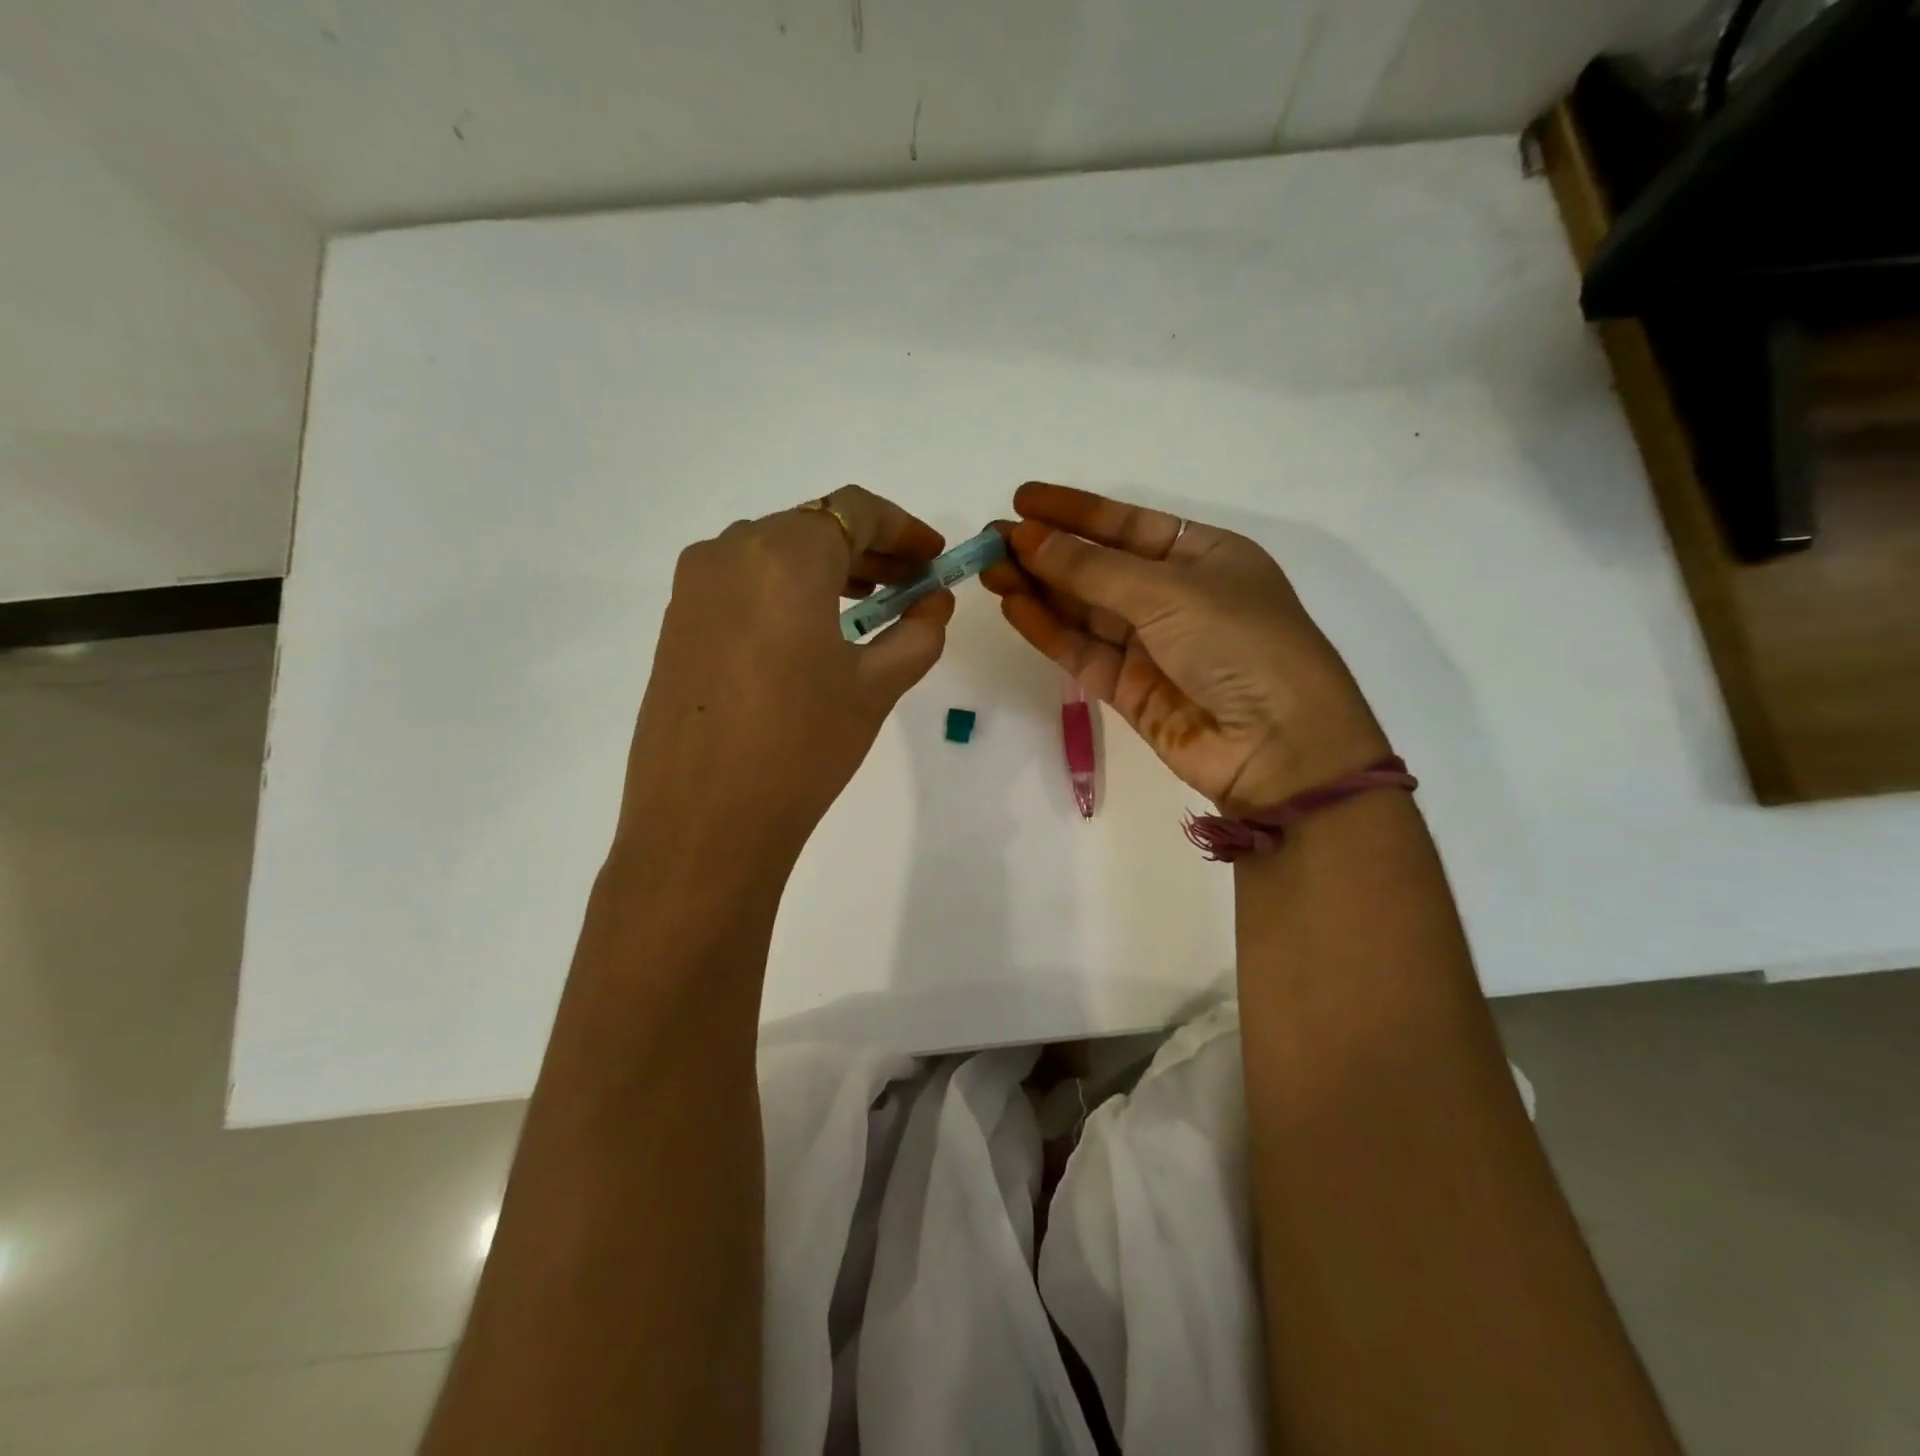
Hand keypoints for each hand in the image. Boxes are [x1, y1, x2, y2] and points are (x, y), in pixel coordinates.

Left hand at [617, 486, 952, 860]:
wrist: (703, 820)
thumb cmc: (802, 746)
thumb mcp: (875, 687)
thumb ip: (916, 632)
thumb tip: (934, 602)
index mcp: (783, 554)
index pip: (854, 511)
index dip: (904, 528)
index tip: (934, 557)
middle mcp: (729, 551)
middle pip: (812, 526)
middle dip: (869, 549)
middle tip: (911, 584)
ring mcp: (694, 586)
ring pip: (773, 551)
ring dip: (826, 568)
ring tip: (868, 606)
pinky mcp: (677, 622)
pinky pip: (742, 582)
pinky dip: (786, 590)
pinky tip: (811, 631)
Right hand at [982, 482, 1386, 812]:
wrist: (1278, 746)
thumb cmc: (1240, 644)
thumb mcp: (1169, 591)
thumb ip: (1092, 569)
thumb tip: (1027, 536)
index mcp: (1204, 557)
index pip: (1128, 525)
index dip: (1075, 511)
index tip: (1023, 499)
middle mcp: (1176, 597)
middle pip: (1099, 568)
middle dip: (1047, 551)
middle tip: (991, 536)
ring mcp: (1151, 646)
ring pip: (1083, 610)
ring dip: (1038, 588)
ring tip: (989, 567)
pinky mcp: (1129, 690)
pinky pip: (1081, 651)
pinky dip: (1047, 629)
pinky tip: (1013, 605)